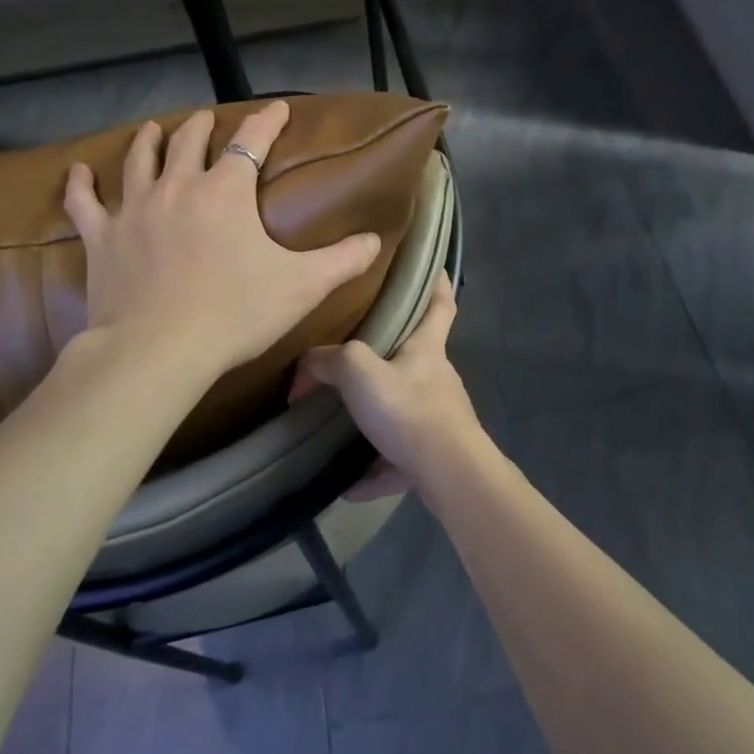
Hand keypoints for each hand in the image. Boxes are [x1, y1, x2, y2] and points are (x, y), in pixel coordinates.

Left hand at [63, 100, 382, 380]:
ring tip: (153, 128)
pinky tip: (77, 171)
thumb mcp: (301, 286)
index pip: (251, 141)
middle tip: (208, 120)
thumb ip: (342, 260)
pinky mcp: (102, 237)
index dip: (267, 121)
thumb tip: (376, 241)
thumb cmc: (234, 313)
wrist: (157, 351)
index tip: (278, 108)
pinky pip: (84, 203)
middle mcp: (178, 187)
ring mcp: (135, 209)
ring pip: (139, 160)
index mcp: (226, 192)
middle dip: (202, 126)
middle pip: (189, 141)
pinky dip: (80, 185)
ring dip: (149, 140)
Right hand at [290, 275, 481, 498]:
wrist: (448, 474)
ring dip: (377, 419)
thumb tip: (305, 365)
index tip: (436, 269)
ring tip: (342, 427)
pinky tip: (349, 485)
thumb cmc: (408, 407)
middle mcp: (437, 378)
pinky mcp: (435, 458)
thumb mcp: (358, 371)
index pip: (440, 304)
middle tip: (357, 356)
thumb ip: (328, 361)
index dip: (438, 284)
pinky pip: (399, 460)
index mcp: (427, 348)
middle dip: (392, 356)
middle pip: (418, 358)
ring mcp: (440, 419)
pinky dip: (376, 470)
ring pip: (405, 411)